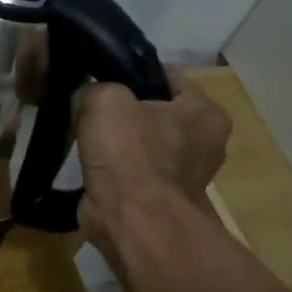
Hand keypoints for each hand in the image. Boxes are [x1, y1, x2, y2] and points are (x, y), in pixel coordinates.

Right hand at [73, 72, 230, 251]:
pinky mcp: (162, 198)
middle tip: (87, 108)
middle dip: (123, 109)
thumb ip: (95, 87)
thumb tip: (87, 97)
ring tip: (85, 137)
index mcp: (206, 112)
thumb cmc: (129, 153)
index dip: (130, 72)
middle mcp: (205, 142)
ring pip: (143, 142)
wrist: (131, 219)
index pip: (166, 76)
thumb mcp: (104, 99)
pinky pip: (134, 170)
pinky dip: (115, 168)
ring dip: (117, 141)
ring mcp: (185, 174)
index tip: (99, 77)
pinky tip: (92, 165)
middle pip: (155, 110)